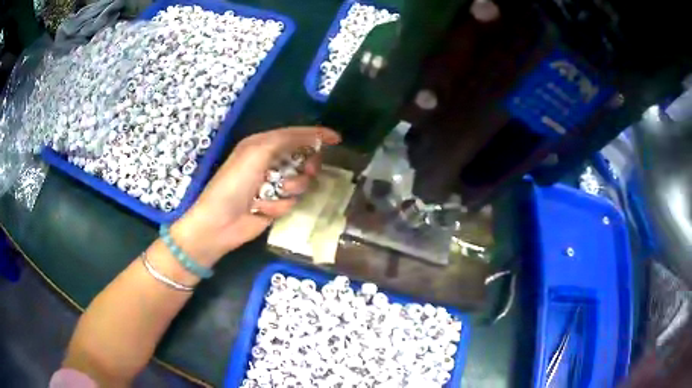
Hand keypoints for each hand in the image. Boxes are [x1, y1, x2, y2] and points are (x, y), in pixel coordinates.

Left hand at [170, 127, 340, 265]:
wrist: (220, 222)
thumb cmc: (235, 183)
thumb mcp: (257, 152)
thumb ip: (286, 140)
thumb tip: (314, 135)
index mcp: (263, 144)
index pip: (295, 134)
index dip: (316, 135)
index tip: (337, 139)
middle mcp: (269, 162)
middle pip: (303, 158)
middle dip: (307, 166)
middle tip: (309, 172)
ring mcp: (273, 185)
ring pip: (301, 182)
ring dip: (290, 189)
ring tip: (274, 194)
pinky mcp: (275, 205)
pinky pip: (292, 201)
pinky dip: (280, 205)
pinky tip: (263, 209)